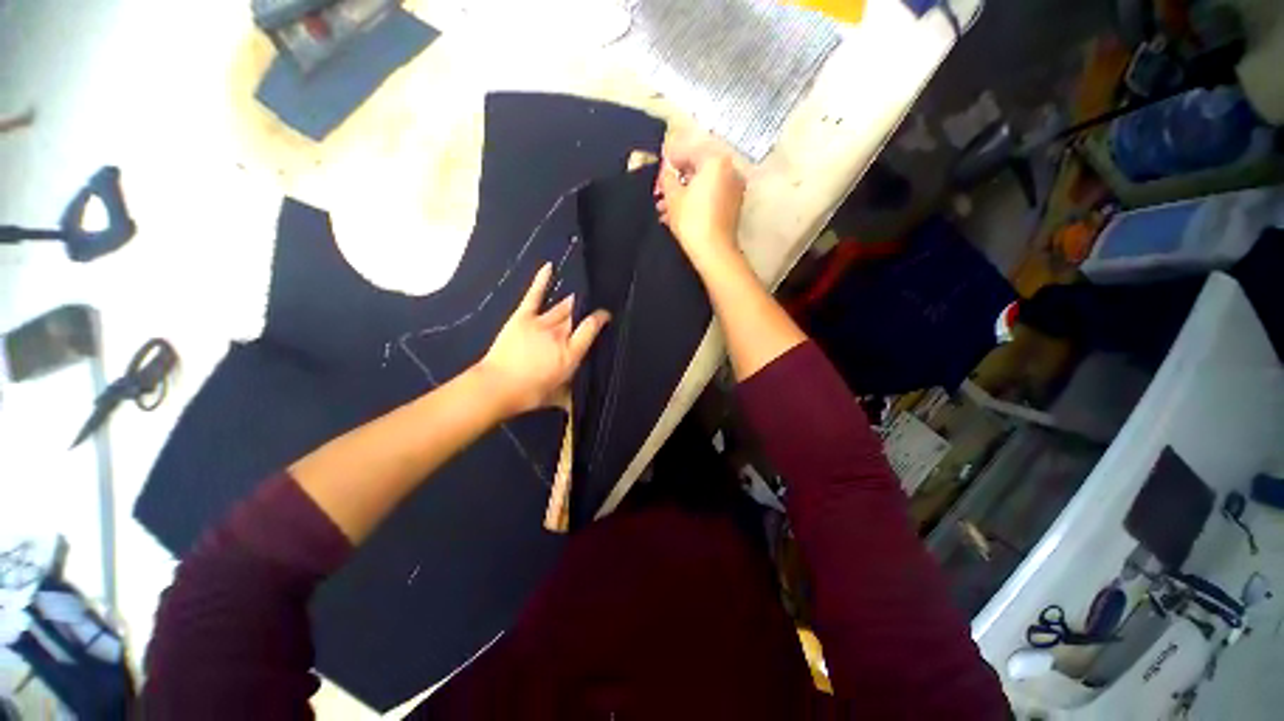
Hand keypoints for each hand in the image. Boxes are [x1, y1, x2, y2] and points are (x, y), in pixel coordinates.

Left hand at [476, 263, 609, 416]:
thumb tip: (582, 400)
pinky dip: (542, 280)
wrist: (497, 387)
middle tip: (592, 304)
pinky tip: (550, 267)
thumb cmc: (530, 394)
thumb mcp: (559, 397)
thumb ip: (573, 393)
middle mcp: (560, 333)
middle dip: (586, 309)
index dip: (600, 318)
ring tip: (580, 292)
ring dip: (571, 300)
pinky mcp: (523, 316)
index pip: (591, 327)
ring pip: (562, 306)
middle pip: (577, 315)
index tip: (606, 315)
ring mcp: (541, 322)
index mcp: (571, 352)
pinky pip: (534, 295)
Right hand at [654, 132, 745, 270]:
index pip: (690, 152)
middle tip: (660, 192)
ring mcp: (734, 190)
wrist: (713, 251)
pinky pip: (711, 197)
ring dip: (683, 195)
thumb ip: (667, 178)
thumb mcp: (673, 197)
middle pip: (698, 170)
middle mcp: (730, 171)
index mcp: (716, 161)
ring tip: (663, 209)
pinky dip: (695, 203)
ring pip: (703, 186)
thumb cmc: (691, 219)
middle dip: (677, 181)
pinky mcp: (733, 207)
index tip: (659, 167)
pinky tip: (677, 216)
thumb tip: (667, 173)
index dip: (671, 159)